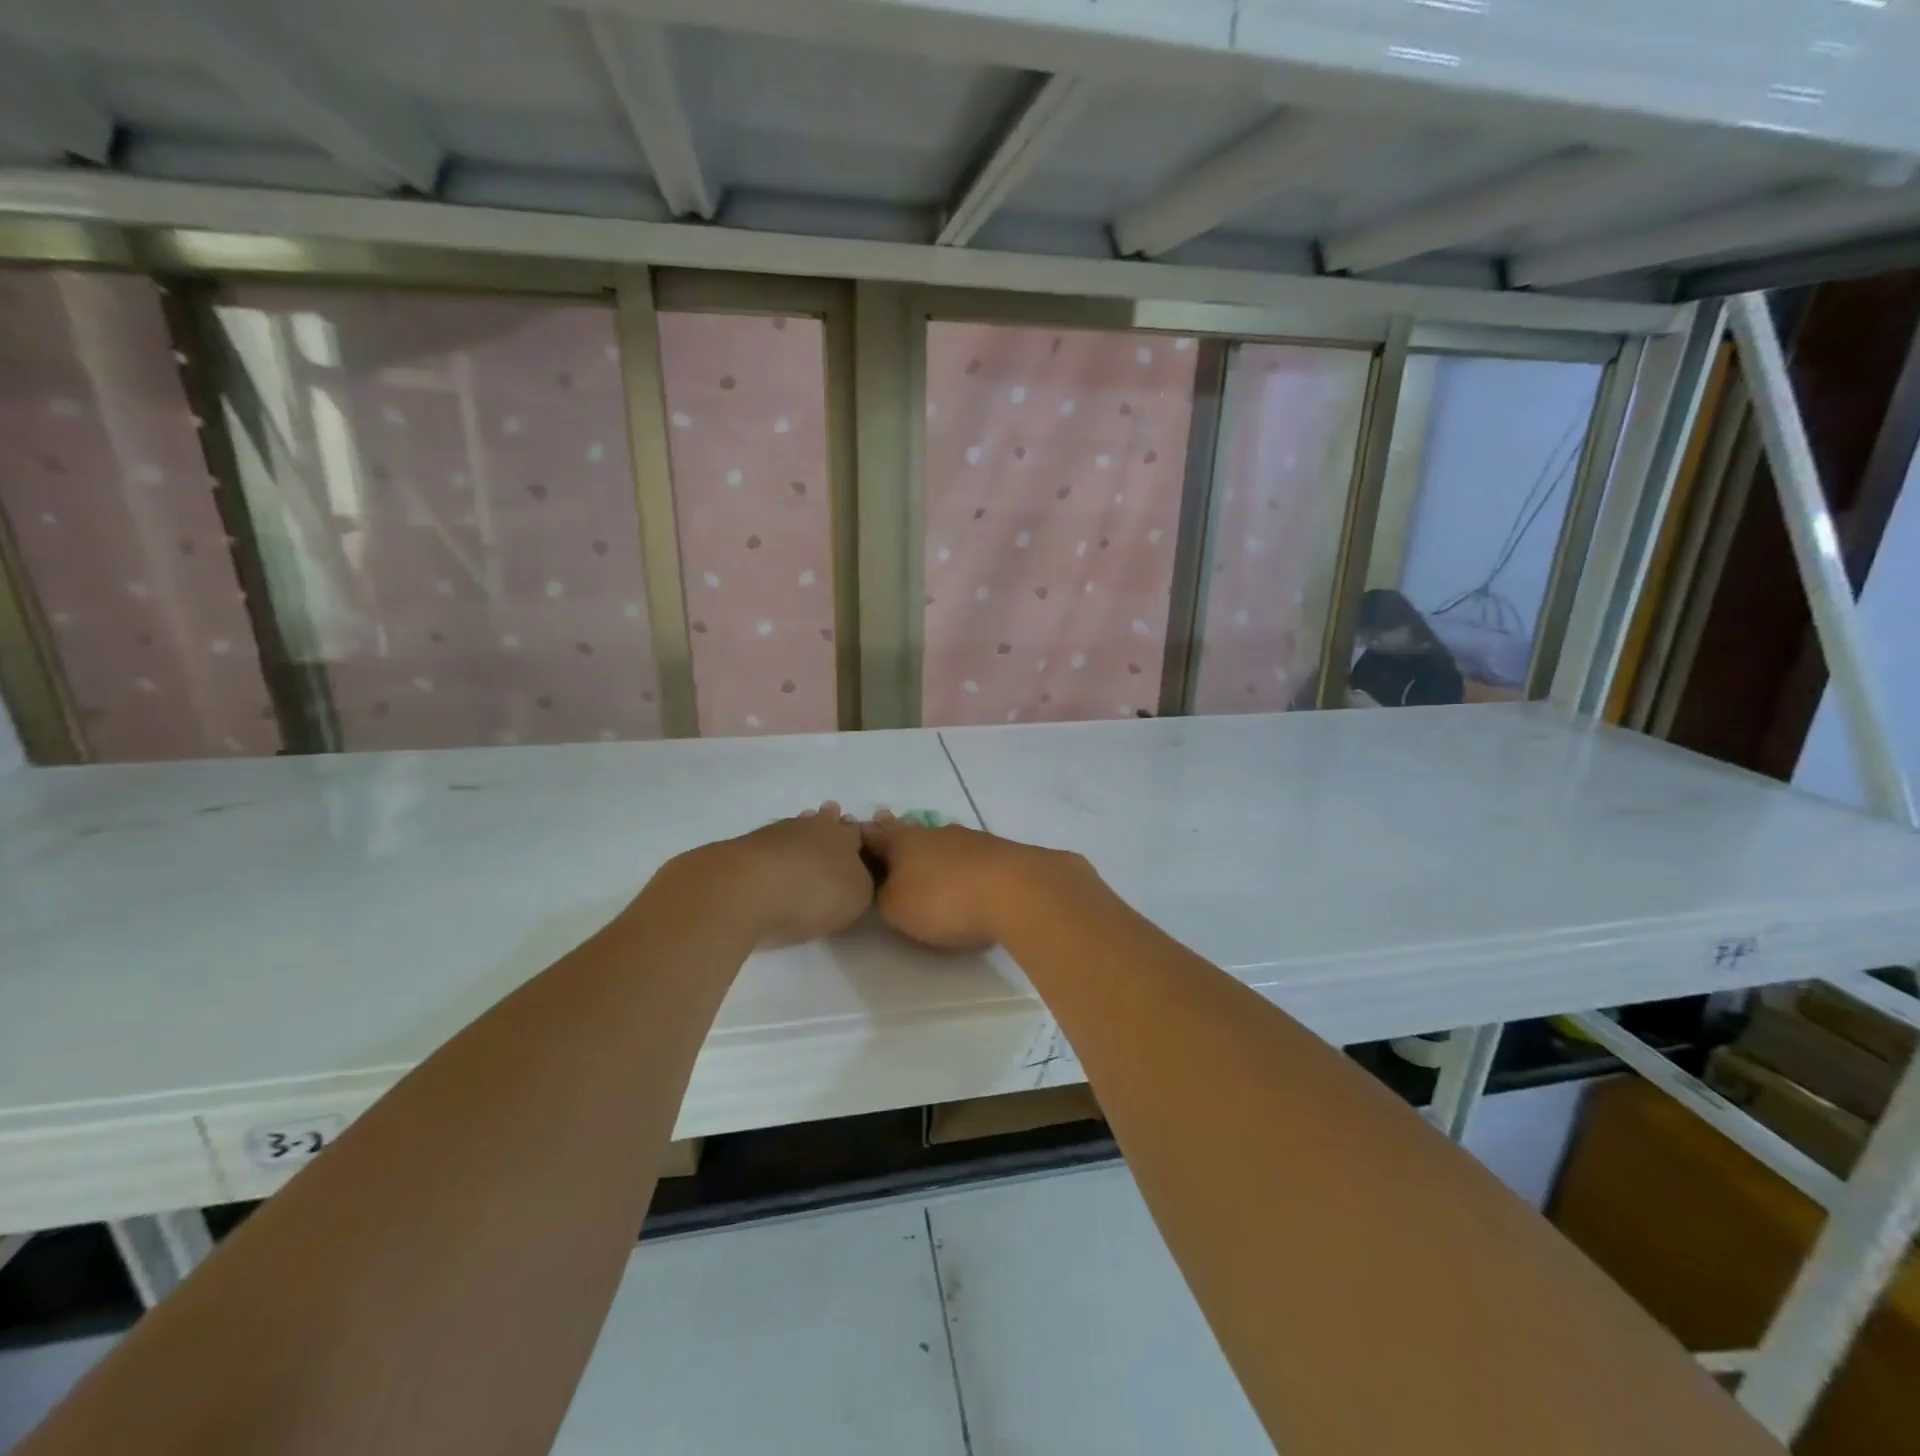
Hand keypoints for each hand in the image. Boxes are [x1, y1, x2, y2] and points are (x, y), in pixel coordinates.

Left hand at [661, 803, 874, 948]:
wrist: (747, 888)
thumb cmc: (813, 893)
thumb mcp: (856, 898)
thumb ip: (861, 885)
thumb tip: (857, 877)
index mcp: (845, 837)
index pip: (856, 832)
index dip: (858, 838)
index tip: (859, 844)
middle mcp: (813, 827)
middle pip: (824, 820)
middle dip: (829, 823)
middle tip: (831, 825)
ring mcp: (776, 833)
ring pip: (795, 828)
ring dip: (800, 834)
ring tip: (801, 844)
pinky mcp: (745, 847)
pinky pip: (769, 844)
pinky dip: (774, 851)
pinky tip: (772, 861)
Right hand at [860, 810, 1094, 948]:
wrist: (1018, 891)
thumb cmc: (945, 900)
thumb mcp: (897, 909)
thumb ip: (884, 897)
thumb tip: (885, 886)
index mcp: (903, 842)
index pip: (873, 834)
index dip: (860, 836)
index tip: (850, 833)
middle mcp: (934, 832)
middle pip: (908, 830)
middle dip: (895, 831)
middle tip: (883, 824)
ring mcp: (970, 839)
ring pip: (940, 839)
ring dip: (930, 846)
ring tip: (924, 853)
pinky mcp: (1000, 852)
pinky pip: (970, 854)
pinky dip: (961, 860)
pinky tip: (964, 869)